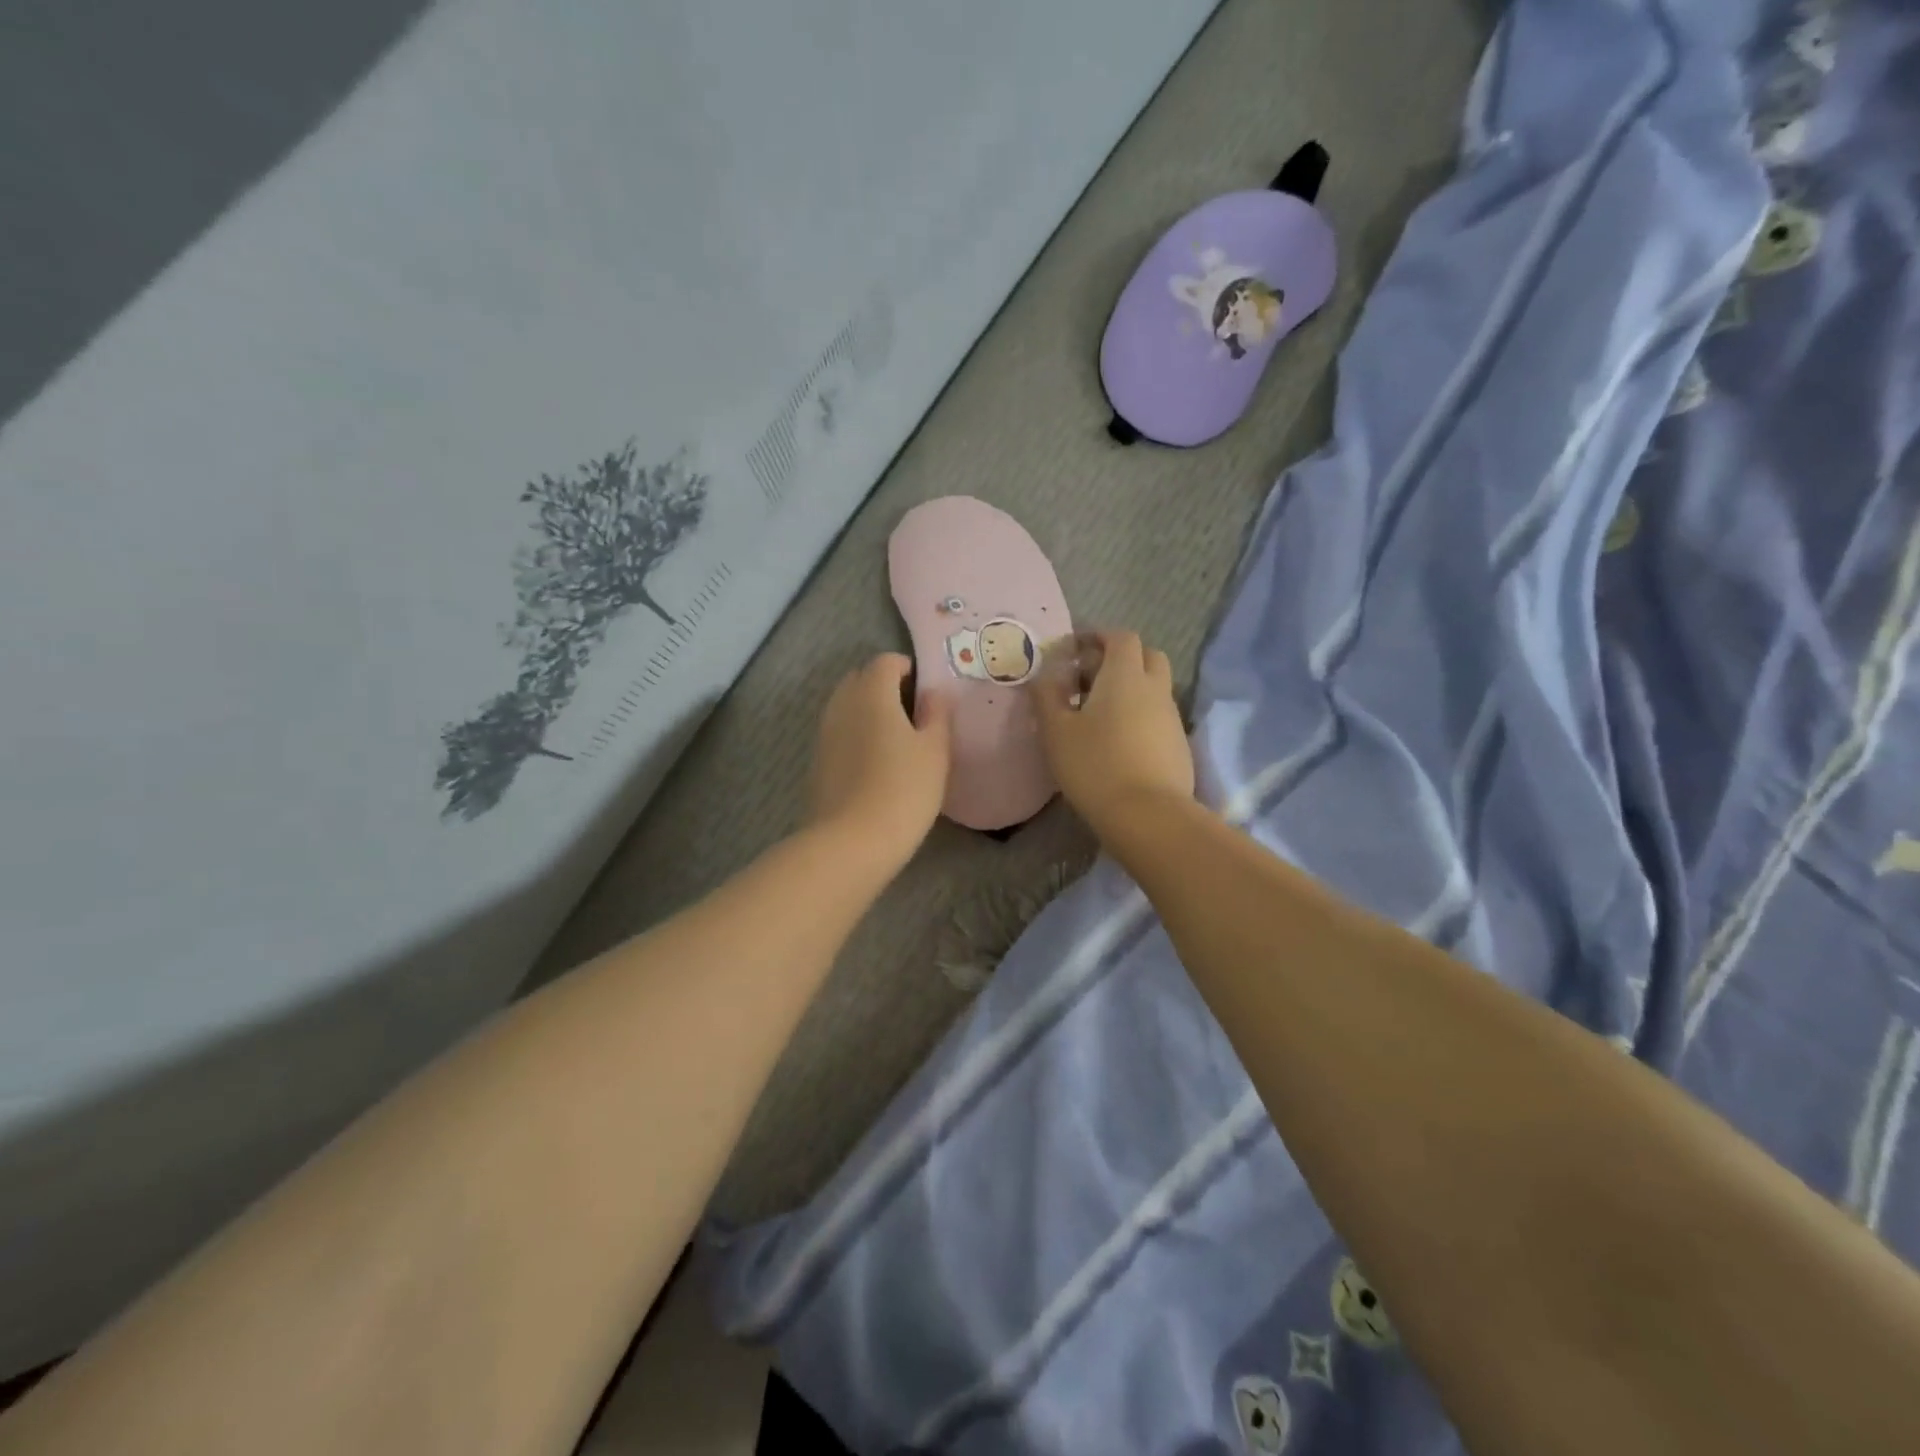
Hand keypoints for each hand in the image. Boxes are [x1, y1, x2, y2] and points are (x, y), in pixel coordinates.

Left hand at [807, 654, 952, 870]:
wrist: (852, 841)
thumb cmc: (904, 789)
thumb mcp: (935, 751)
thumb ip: (937, 714)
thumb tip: (934, 693)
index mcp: (871, 693)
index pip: (885, 661)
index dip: (906, 668)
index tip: (925, 691)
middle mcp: (841, 705)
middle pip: (860, 679)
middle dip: (884, 686)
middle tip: (912, 712)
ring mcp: (824, 733)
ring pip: (846, 706)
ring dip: (867, 711)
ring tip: (895, 739)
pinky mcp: (817, 761)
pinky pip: (838, 732)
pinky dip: (855, 735)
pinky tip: (874, 763)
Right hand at [1035, 630, 1193, 839]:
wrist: (1147, 815)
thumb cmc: (1095, 765)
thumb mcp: (1056, 731)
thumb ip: (1046, 696)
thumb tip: (1044, 675)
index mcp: (1125, 675)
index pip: (1120, 637)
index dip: (1098, 636)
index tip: (1074, 650)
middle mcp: (1155, 688)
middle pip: (1146, 655)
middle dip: (1120, 657)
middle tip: (1089, 678)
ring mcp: (1172, 716)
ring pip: (1154, 687)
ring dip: (1130, 687)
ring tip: (1098, 713)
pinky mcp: (1178, 744)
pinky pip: (1158, 715)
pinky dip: (1140, 714)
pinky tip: (1118, 740)